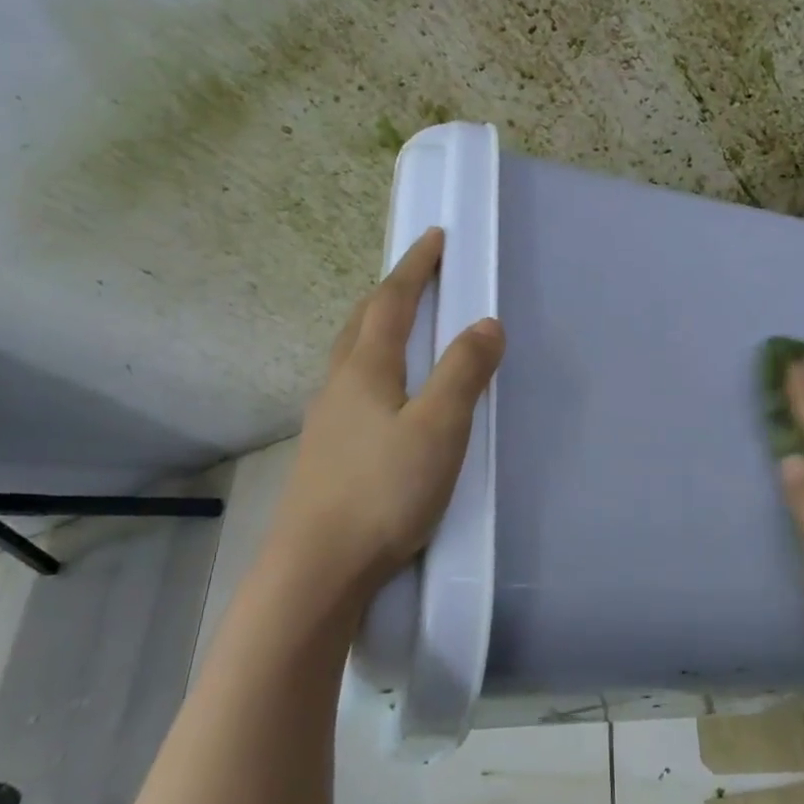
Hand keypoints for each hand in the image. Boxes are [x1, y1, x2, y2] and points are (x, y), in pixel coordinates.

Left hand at [256, 227, 504, 605]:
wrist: (318, 567)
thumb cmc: (384, 490)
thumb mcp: (439, 427)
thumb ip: (464, 373)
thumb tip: (486, 324)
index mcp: (367, 370)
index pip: (391, 302)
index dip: (415, 268)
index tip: (434, 237)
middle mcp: (340, 385)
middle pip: (362, 323)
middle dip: (391, 292)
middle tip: (417, 276)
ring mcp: (327, 421)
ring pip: (351, 356)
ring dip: (376, 328)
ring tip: (401, 327)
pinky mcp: (327, 453)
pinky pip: (352, 388)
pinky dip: (373, 367)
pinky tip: (384, 395)